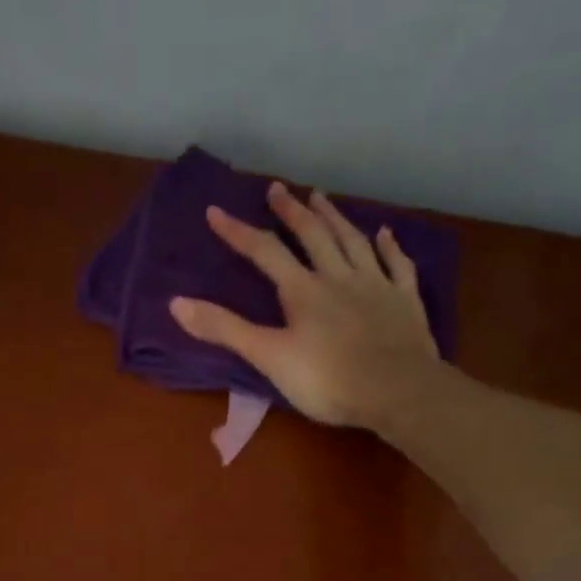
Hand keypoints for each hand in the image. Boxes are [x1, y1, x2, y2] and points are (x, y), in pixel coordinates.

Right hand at [169, 181, 442, 430]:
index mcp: (303, 290)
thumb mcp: (268, 357)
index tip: (216, 211)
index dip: (238, 232)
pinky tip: (385, 233)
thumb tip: (176, 303)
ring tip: (321, 198)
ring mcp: (376, 285)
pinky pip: (397, 265)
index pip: (264, 253)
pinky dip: (390, 246)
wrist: (397, 390)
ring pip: (353, 241)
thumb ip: (225, 329)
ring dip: (335, 218)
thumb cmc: (327, 380)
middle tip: (278, 189)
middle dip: (291, 212)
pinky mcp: (405, 301)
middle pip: (313, 236)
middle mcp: (338, 276)